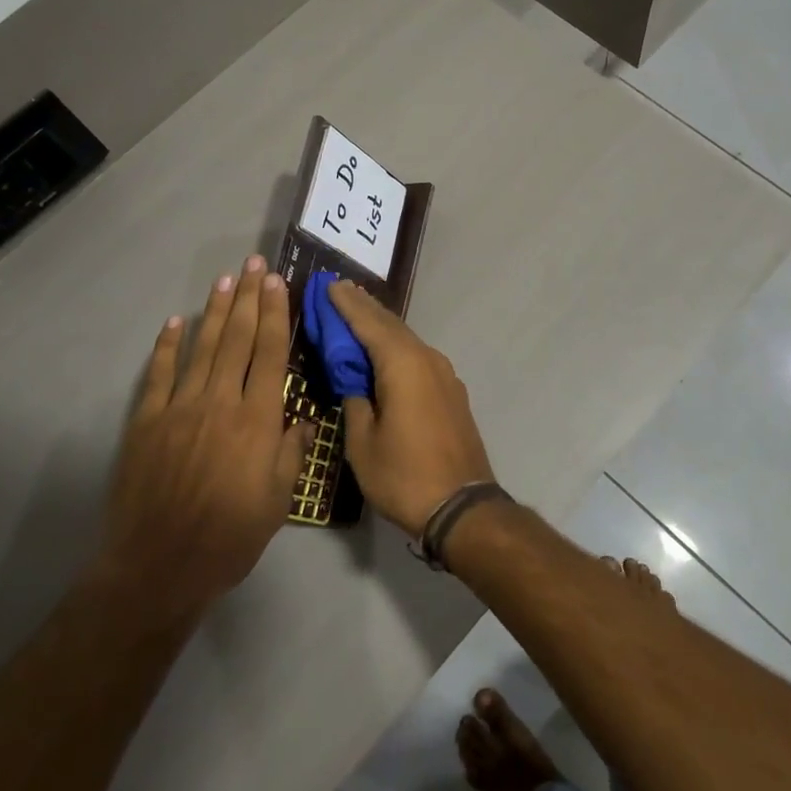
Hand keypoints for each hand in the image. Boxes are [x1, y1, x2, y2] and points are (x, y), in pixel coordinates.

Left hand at [97, 257, 310, 618]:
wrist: (160, 565)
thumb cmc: (230, 536)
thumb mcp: (278, 501)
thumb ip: (292, 452)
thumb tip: (303, 420)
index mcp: (257, 419)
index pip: (269, 353)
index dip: (275, 314)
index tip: (277, 283)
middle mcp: (221, 401)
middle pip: (237, 339)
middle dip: (248, 298)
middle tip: (253, 264)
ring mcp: (180, 408)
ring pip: (202, 347)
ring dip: (215, 311)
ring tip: (225, 281)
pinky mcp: (147, 421)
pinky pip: (160, 374)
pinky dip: (168, 346)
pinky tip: (175, 322)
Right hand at [328, 280, 495, 537]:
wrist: (463, 507)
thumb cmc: (404, 476)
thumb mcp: (363, 442)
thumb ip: (355, 402)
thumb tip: (354, 381)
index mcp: (403, 365)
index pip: (368, 323)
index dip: (346, 304)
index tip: (328, 284)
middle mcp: (427, 359)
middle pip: (390, 325)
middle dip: (363, 307)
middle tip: (339, 290)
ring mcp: (444, 374)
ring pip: (407, 339)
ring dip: (381, 325)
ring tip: (357, 313)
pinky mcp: (451, 391)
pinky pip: (418, 356)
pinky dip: (397, 346)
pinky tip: (385, 351)